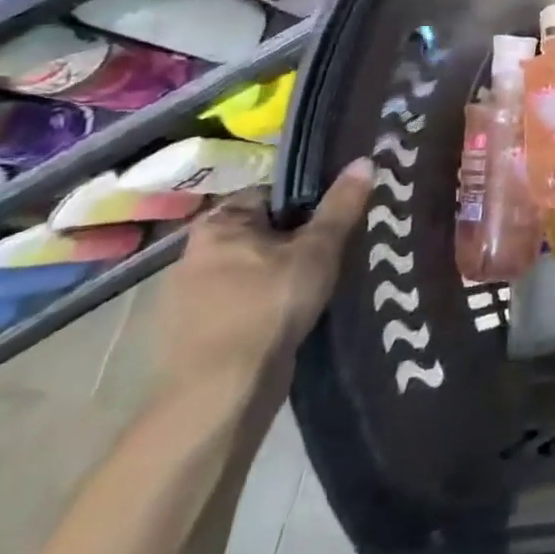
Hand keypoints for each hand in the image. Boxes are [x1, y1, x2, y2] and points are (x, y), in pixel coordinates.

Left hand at [155, 158, 373, 396]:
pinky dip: (263, 307)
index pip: (271, 194)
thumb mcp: (318, 250)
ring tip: (319, 287)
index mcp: (217, 224)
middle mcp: (193, 254)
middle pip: (261, 233)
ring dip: (278, 277)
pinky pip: (240, 305)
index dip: (308, 204)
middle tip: (334, 254)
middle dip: (294, 242)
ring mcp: (189, 298)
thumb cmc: (268, 306)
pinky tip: (291, 319)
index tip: (336, 221)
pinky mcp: (194, 335)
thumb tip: (365, 159)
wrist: (219, 394)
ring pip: (251, 271)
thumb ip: (341, 206)